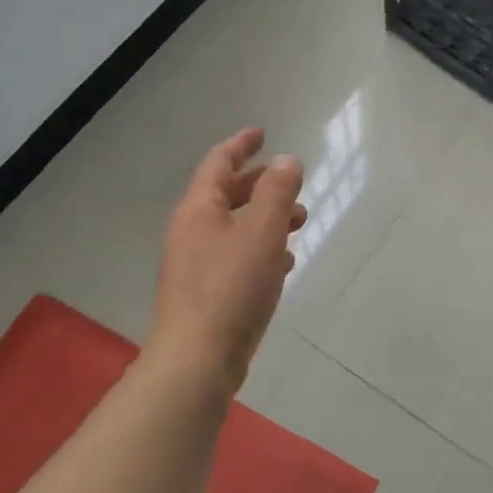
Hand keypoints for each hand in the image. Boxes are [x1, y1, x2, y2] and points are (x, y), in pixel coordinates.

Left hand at [150, 127, 305, 385]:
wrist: (198, 358)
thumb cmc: (231, 288)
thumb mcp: (262, 232)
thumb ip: (277, 192)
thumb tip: (287, 161)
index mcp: (198, 209)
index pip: (218, 163)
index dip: (241, 145)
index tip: (262, 134)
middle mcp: (192, 231)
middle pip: (226, 194)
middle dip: (261, 185)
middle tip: (292, 184)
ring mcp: (196, 264)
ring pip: (234, 226)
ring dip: (266, 218)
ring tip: (301, 222)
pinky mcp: (206, 292)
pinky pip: (236, 256)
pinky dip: (260, 248)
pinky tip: (284, 263)